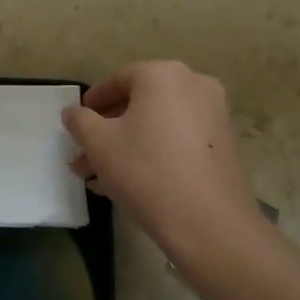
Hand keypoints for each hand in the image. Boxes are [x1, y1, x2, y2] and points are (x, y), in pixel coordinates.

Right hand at [62, 61, 258, 260]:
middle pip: (139, 104)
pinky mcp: (225, 145)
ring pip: (158, 125)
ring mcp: (215, 115)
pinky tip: (131, 183)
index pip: (117, 80)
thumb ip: (79, 120)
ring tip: (101, 178)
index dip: (92, 102)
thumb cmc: (146, 171)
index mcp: (162, 75)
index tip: (76, 123)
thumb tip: (73, 112)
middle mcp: (194, 85)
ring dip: (128, 146)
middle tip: (85, 155)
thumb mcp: (98, 143)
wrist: (211, 225)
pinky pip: (179, 140)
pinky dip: (155, 153)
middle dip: (108, 131)